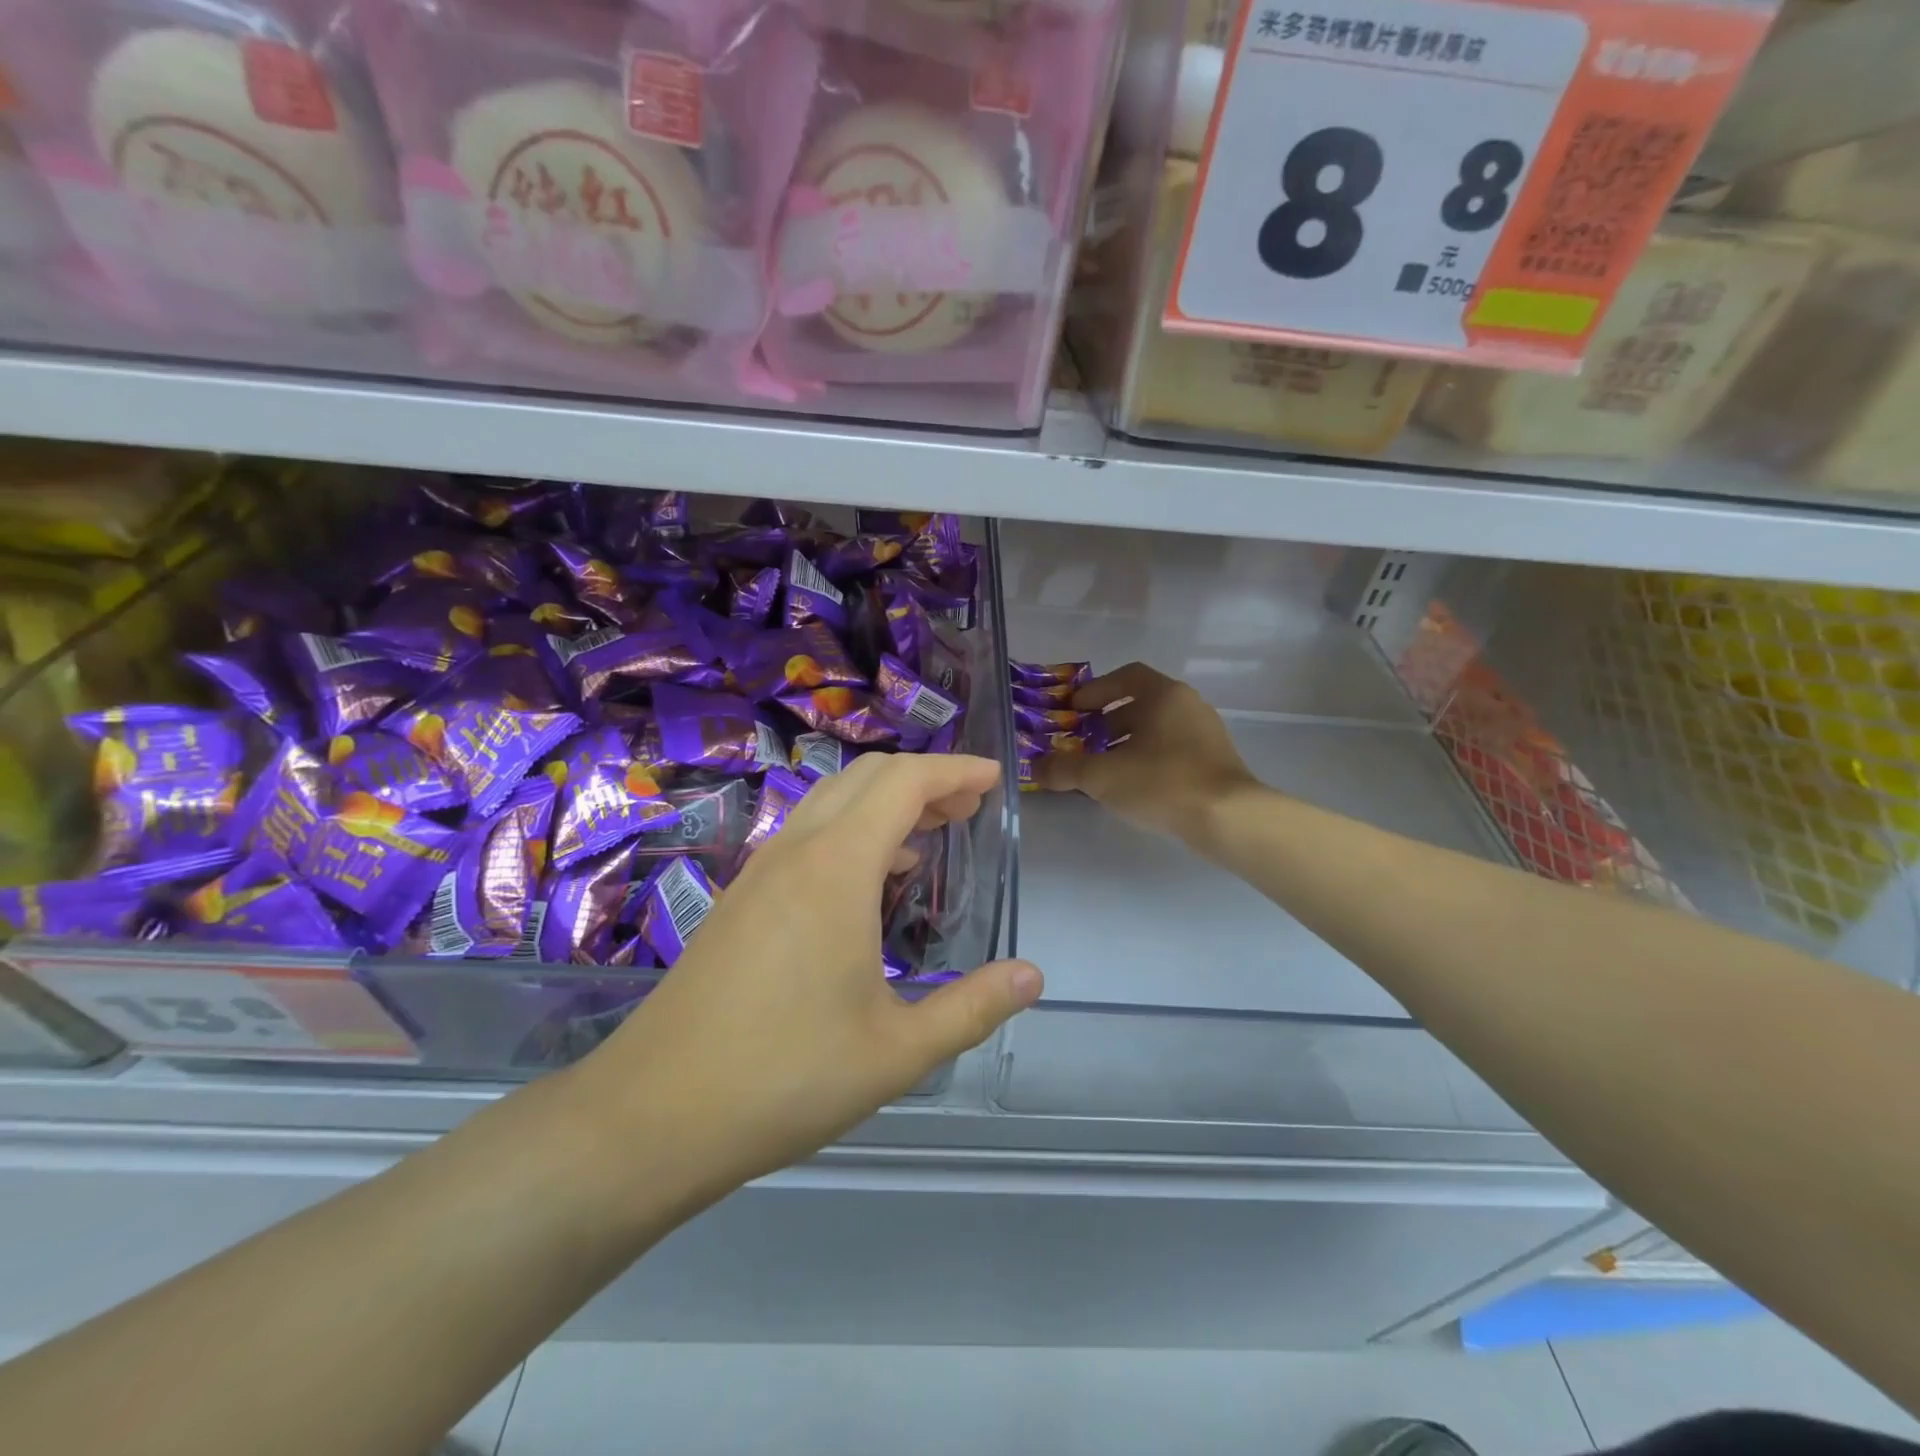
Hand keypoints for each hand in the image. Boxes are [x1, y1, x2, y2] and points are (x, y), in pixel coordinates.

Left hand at [581, 753, 1041, 1201]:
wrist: (653, 1114)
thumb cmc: (786, 1078)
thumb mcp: (897, 1052)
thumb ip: (973, 1008)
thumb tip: (1032, 976)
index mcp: (837, 868)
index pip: (905, 783)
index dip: (955, 770)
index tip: (994, 779)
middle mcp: (796, 851)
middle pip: (867, 777)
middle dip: (925, 779)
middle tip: (968, 808)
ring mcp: (760, 870)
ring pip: (831, 801)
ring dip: (885, 802)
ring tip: (929, 836)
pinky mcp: (740, 897)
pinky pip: (807, 833)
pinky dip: (851, 829)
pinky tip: (870, 879)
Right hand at [1037, 662, 1257, 841]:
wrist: (1228, 818)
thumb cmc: (1162, 782)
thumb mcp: (1101, 776)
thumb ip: (1064, 768)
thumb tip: (1035, 768)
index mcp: (1164, 695)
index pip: (1126, 676)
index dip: (1096, 690)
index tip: (1075, 708)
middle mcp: (1188, 705)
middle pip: (1141, 704)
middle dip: (1108, 721)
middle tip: (1083, 741)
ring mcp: (1206, 733)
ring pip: (1158, 729)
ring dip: (1128, 742)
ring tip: (1104, 768)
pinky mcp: (1215, 761)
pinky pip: (1173, 750)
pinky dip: (1148, 759)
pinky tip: (1134, 786)